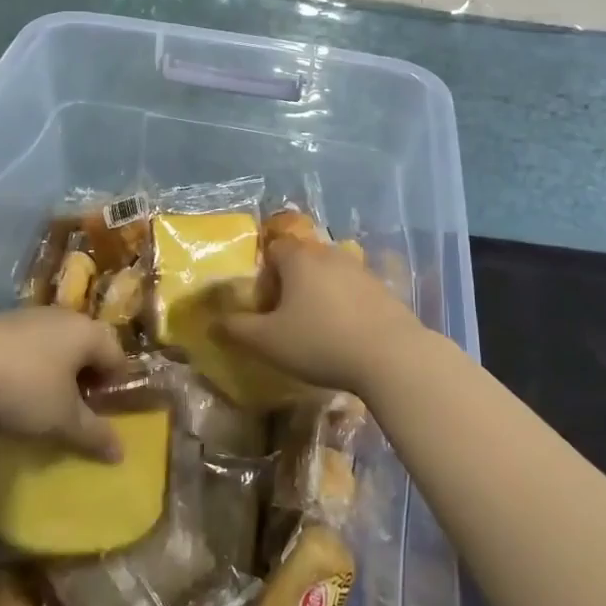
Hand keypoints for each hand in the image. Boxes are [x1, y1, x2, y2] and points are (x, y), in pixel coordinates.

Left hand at [0, 309, 129, 461]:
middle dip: (85, 375)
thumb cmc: (24, 389)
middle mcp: (60, 316)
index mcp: (86, 332)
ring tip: (43, 401)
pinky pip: (24, 345)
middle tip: (77, 407)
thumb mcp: (62, 420)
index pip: (116, 354)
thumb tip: (121, 454)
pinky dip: (27, 365)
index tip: (106, 411)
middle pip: (84, 344)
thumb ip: (93, 434)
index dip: (116, 384)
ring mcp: (25, 316)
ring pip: (53, 343)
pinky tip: (11, 389)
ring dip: (54, 369)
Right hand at [220, 238, 431, 394]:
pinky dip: (344, 306)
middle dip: (291, 285)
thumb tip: (213, 323)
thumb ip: (237, 329)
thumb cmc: (320, 342)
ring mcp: (360, 270)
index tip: (266, 306)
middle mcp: (329, 255)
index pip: (274, 249)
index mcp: (299, 259)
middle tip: (287, 319)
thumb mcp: (268, 341)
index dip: (264, 275)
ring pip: (329, 276)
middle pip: (302, 261)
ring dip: (319, 296)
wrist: (391, 356)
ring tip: (317, 329)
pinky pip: (353, 292)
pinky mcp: (383, 290)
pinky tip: (346, 336)